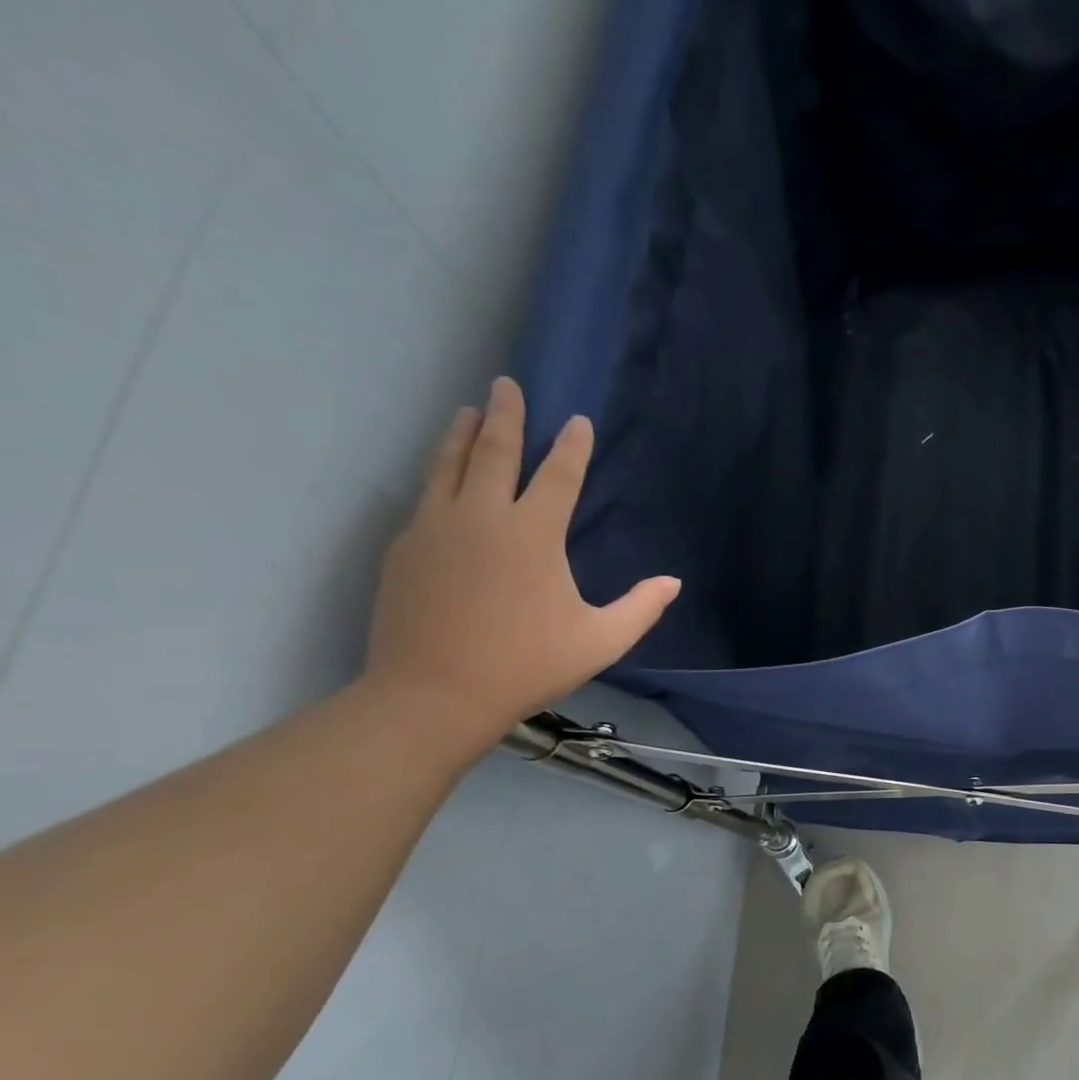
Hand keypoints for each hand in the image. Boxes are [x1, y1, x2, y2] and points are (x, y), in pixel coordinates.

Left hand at [364, 377, 679, 750]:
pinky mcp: (405, 548)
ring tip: (467, 412)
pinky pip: (426, 497)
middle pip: (494, 451)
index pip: (558, 475)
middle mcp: (482, 516)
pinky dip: (439, 475)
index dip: (571, 446)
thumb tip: (672, 582)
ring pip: (448, 465)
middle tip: (506, 385)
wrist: (433, 694)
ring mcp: (435, 528)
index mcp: (533, 534)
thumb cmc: (527, 665)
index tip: (576, 421)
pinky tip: (443, 478)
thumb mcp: (600, 641)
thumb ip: (640, 608)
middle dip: (504, 414)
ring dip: (462, 434)